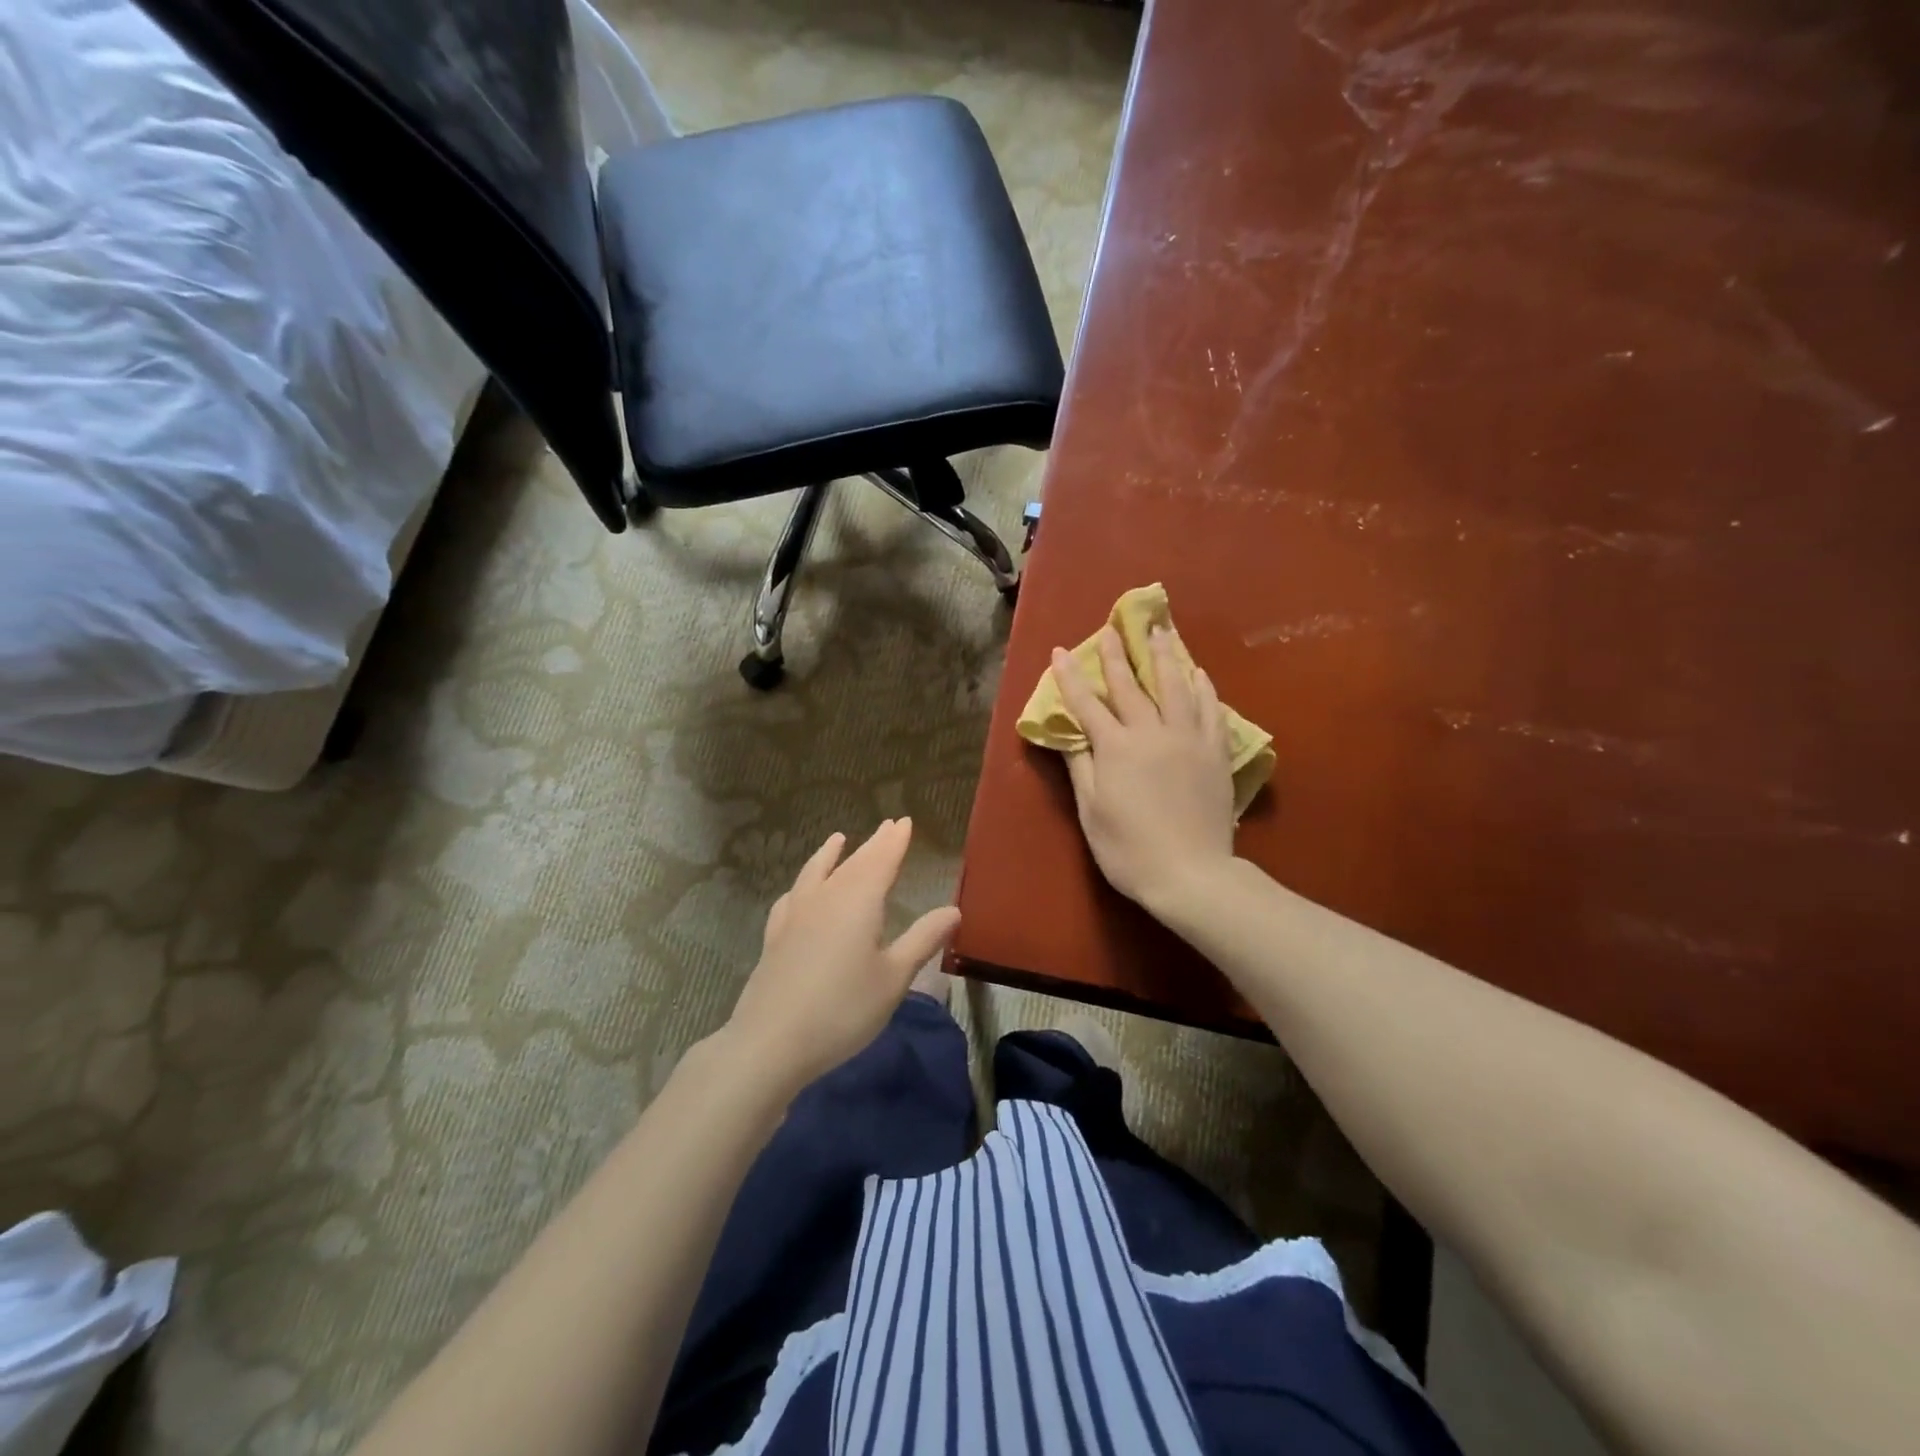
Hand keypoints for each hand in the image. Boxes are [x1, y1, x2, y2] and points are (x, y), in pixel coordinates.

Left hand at [721, 819, 960, 1099]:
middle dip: (873, 844)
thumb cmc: (843, 1009)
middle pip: (854, 862)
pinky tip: (800, 890)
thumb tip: (953, 909)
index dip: (895, 841)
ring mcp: (796, 915)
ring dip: (831, 854)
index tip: (904, 821)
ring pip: (818, 872)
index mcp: (859, 901)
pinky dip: (802, 884)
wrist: (771, 1041)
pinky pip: (792, 896)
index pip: (882, 860)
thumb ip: (922, 940)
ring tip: (838, 839)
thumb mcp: (894, 978)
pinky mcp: (775, 936)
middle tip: (887, 826)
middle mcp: (826, 897)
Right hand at [1051, 626, 1237, 913]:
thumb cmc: (1129, 849)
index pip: (1087, 704)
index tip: (1060, 650)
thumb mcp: (1092, 812)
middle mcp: (1152, 732)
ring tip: (1160, 631)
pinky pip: (1210, 709)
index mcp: (1116, 748)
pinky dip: (1203, 687)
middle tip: (1112, 627)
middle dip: (1118, 655)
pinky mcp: (1215, 751)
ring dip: (1165, 656)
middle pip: (1131, 685)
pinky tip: (1199, 673)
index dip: (1071, 677)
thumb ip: (1081, 767)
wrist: (1191, 874)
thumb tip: (1070, 734)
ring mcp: (1188, 739)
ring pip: (1175, 686)